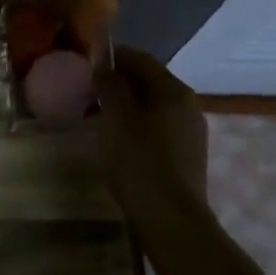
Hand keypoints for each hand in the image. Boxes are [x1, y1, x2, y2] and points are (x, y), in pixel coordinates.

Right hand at [93, 47, 208, 214]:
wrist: (170, 219)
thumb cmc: (139, 161)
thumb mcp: (116, 118)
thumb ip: (109, 85)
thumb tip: (103, 64)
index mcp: (174, 91)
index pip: (141, 59)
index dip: (113, 55)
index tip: (86, 60)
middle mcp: (188, 106)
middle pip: (149, 82)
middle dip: (118, 81)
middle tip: (86, 88)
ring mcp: (189, 133)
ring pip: (152, 106)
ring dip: (125, 104)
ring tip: (95, 114)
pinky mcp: (184, 156)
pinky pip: (156, 127)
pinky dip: (134, 124)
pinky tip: (115, 138)